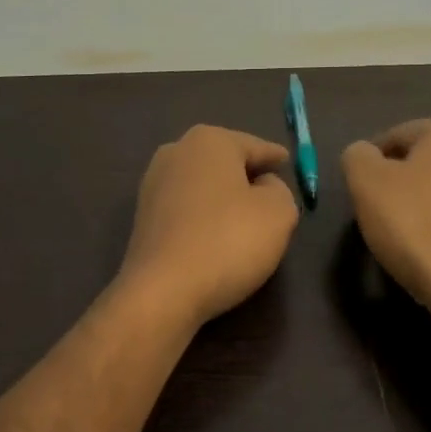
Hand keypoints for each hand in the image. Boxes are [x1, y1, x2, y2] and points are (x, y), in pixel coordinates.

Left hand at [119, 125, 299, 329]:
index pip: (255, 147)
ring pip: (203, 185)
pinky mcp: (143, 218)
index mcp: (210, 140)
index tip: (287, 163)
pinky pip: (186, 209)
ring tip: (245, 218)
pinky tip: (216, 236)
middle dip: (247, 175)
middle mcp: (176, 152)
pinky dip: (204, 217)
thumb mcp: (278, 213)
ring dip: (223, 197)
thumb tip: (263, 187)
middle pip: (225, 161)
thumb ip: (280, 190)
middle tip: (271, 193)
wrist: (162, 291)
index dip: (275, 157)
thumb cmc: (227, 241)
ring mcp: (153, 185)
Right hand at [342, 114, 430, 322]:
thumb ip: (357, 156)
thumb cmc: (416, 224)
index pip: (395, 137)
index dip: (370, 164)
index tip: (361, 194)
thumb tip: (364, 155)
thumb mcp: (366, 182)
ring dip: (419, 200)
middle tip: (378, 212)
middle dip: (398, 180)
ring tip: (401, 232)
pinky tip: (426, 245)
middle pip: (421, 159)